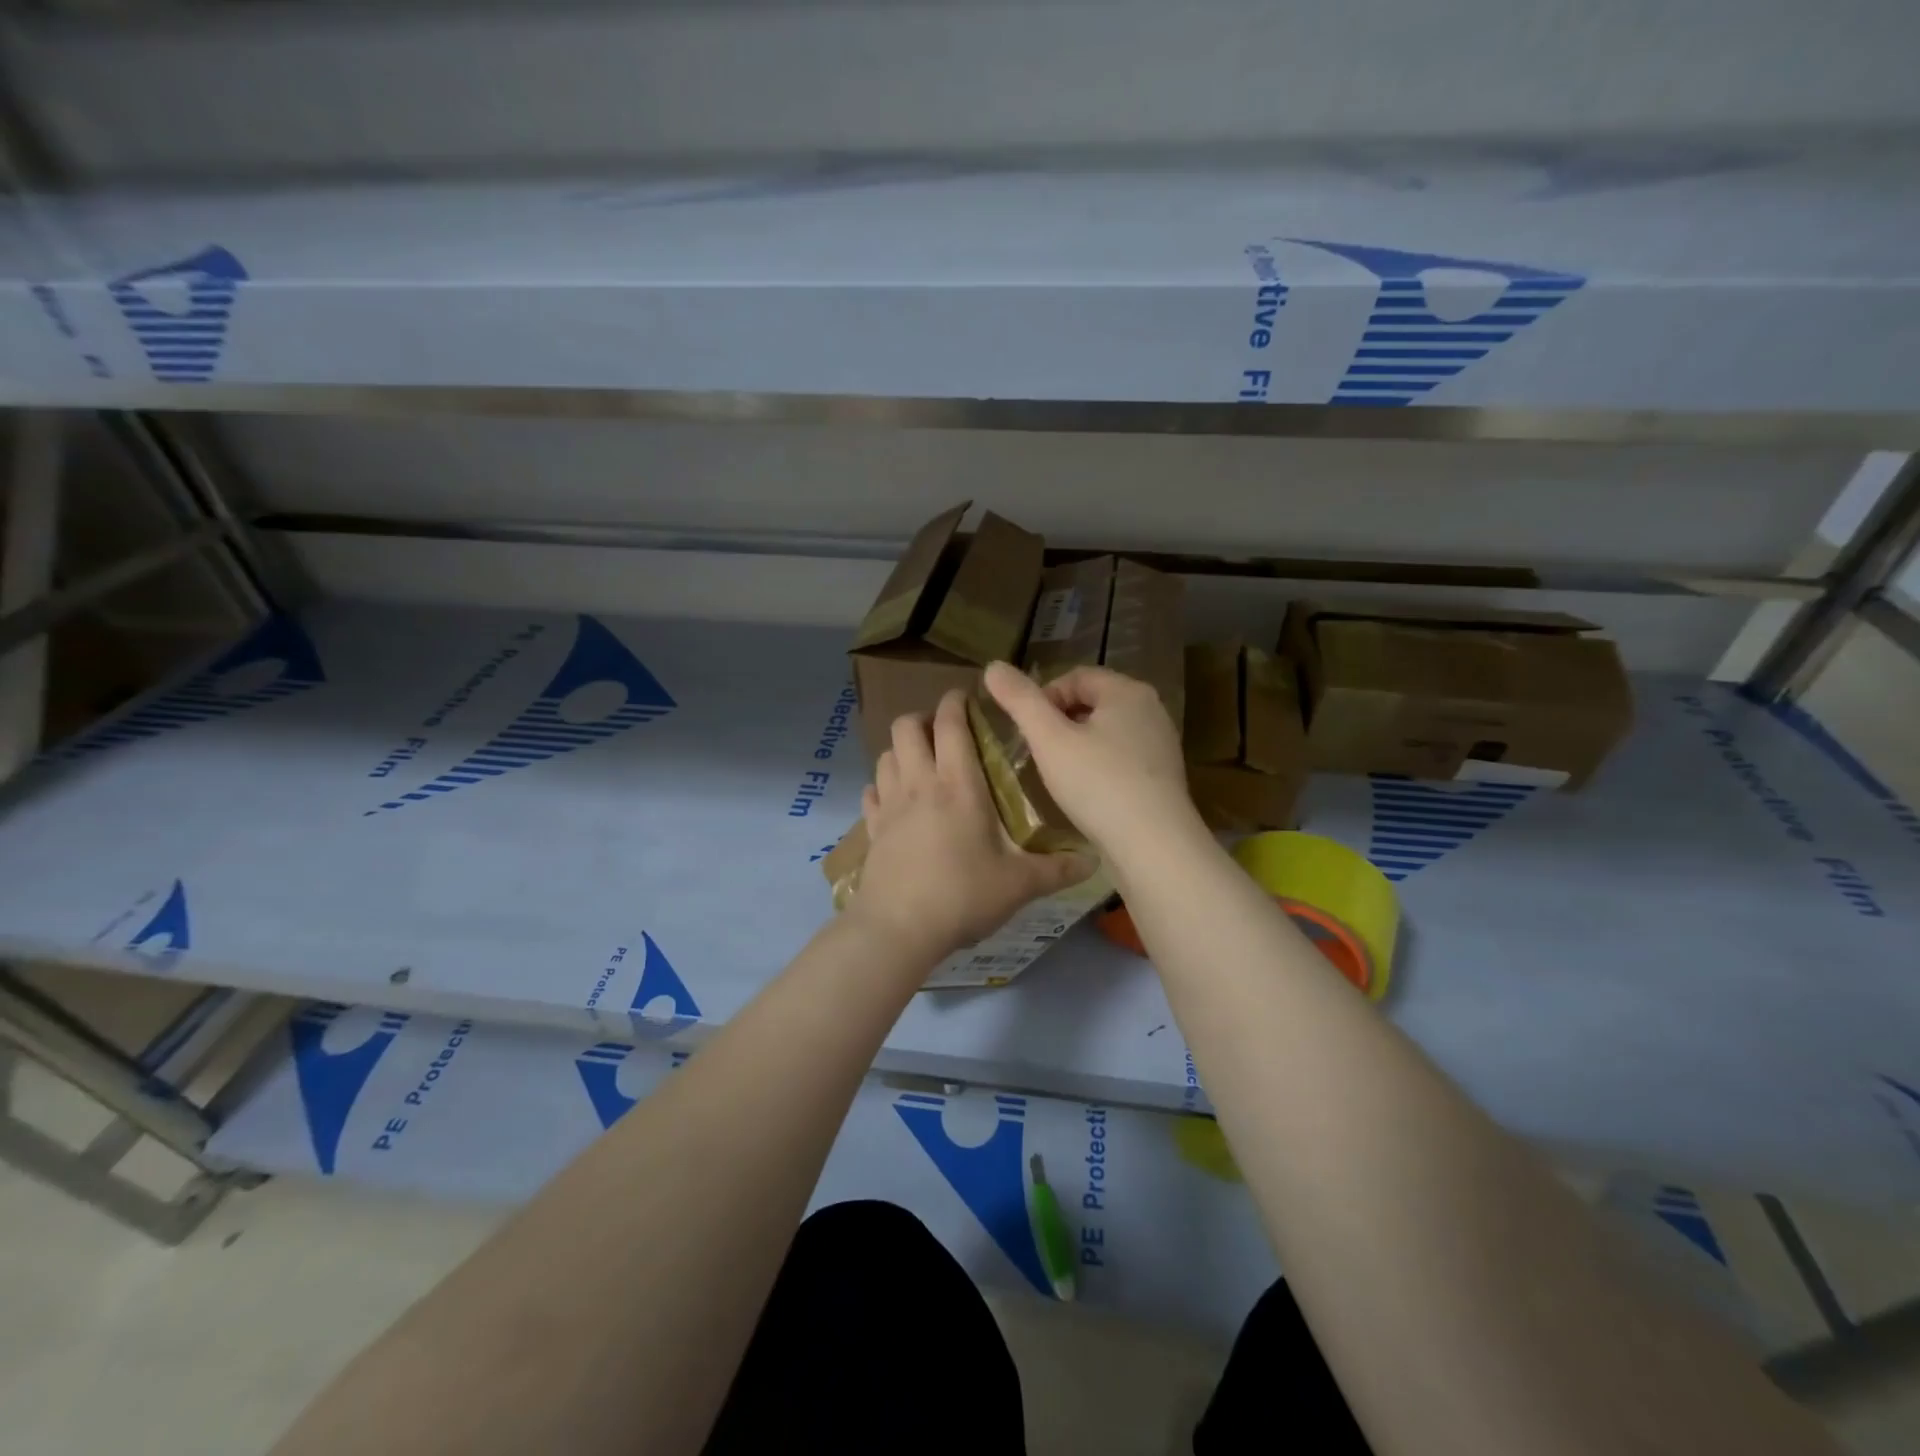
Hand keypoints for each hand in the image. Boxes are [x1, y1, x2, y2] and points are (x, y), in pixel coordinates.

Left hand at [854, 690, 1093, 963]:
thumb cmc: (963, 895)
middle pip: (907, 727)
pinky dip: (882, 785)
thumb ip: (1057, 870)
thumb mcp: (1019, 884)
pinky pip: (871, 791)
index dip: (956, 703)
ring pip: (886, 754)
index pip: (950, 723)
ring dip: (902, 749)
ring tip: (922, 763)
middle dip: (924, 719)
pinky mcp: (872, 829)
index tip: (967, 699)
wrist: (898, 928)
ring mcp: (890, 805)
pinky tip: (895, 799)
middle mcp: (919, 783)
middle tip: (945, 733)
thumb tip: (1094, 863)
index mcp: (958, 784)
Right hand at [984, 660, 1198, 860]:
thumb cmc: (1098, 784)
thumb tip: (993, 667)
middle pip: (1093, 703)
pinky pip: (1122, 758)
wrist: (1154, 845)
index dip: (1044, 698)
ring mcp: (1162, 744)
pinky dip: (1100, 766)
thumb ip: (1020, 700)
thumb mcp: (1049, 739)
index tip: (1028, 731)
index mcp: (1128, 691)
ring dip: (1079, 745)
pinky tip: (1087, 793)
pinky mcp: (1163, 776)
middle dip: (1061, 722)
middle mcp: (1151, 709)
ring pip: (1107, 732)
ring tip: (1059, 774)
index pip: (1076, 677)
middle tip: (1040, 753)